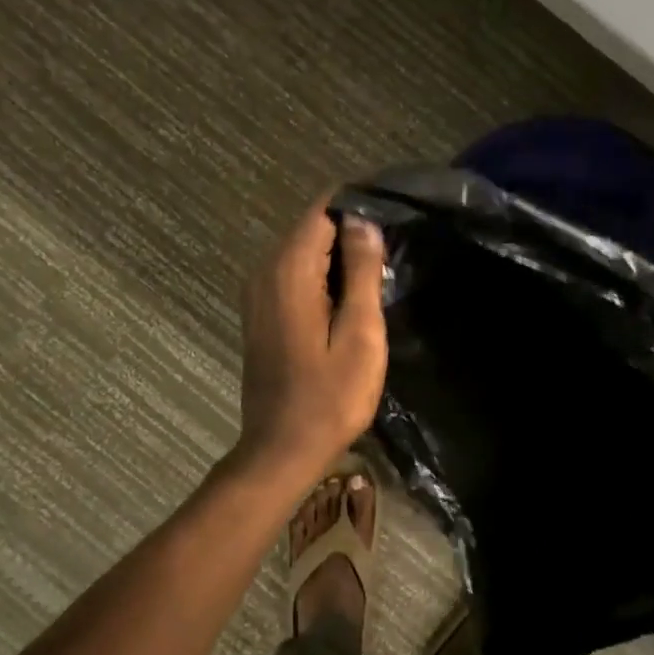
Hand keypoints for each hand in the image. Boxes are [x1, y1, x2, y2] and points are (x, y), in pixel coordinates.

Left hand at [233, 198, 387, 483]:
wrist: (283, 449)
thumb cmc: (330, 396)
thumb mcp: (359, 332)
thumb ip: (361, 270)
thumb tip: (363, 220)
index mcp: (289, 270)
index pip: (323, 210)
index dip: (359, 206)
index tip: (395, 215)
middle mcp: (266, 271)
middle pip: (312, 228)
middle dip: (352, 230)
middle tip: (394, 252)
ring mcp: (258, 292)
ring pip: (304, 251)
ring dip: (340, 255)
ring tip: (381, 273)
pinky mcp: (261, 312)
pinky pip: (295, 274)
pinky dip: (323, 275)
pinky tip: (351, 298)